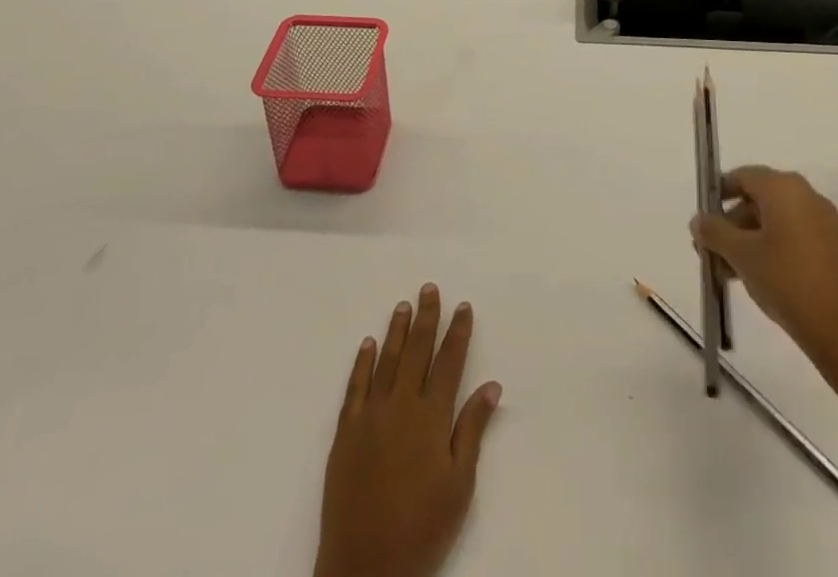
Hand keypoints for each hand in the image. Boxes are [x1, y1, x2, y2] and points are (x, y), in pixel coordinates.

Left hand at [314, 285, 501, 576]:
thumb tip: (492, 386)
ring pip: (386, 360)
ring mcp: (370, 415)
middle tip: (429, 288)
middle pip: (416, 350)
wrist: (366, 568)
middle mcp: (401, 405)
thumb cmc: (422, 528)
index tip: (463, 306)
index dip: (458, 332)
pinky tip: (367, 343)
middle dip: (426, 317)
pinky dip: (362, 362)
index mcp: (431, 416)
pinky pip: (355, 386)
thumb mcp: (459, 485)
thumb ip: (473, 430)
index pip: (449, 362)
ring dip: (396, 331)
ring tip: (403, 305)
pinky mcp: (345, 432)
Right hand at [691, 165, 837, 361]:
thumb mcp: (741, 254)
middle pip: (756, 198)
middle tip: (710, 253)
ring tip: (727, 272)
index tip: (702, 222)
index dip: (717, 195)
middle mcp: (804, 195)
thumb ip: (714, 231)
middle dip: (730, 224)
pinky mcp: (831, 247)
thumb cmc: (787, 280)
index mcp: (783, 187)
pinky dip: (769, 249)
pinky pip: (790, 236)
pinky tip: (754, 277)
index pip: (741, 176)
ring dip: (746, 240)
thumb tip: (699, 220)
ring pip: (772, 220)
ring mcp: (821, 221)